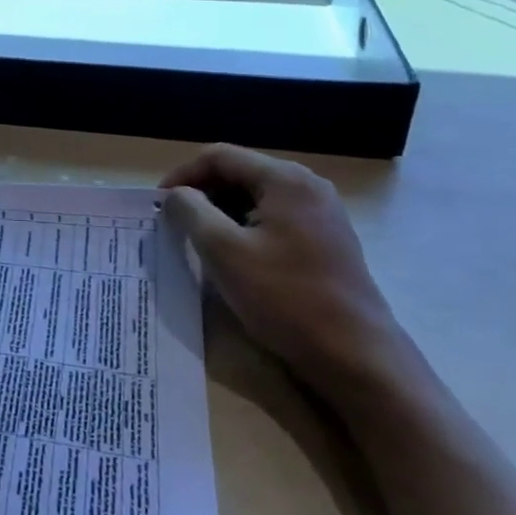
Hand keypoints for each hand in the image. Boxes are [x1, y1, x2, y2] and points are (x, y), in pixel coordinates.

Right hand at [161, 143, 404, 397]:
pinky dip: (247, 227)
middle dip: (202, 193)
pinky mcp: (328, 240)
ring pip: (256, 197)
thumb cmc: (285, 298)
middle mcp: (308, 186)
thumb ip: (192, 211)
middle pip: (240, 173)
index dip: (182, 175)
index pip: (219, 157)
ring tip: (199, 240)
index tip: (159, 204)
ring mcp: (322, 213)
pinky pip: (275, 218)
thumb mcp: (223, 251)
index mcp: (285, 179)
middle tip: (175, 222)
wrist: (357, 357)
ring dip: (222, 212)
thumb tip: (177, 195)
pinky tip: (235, 255)